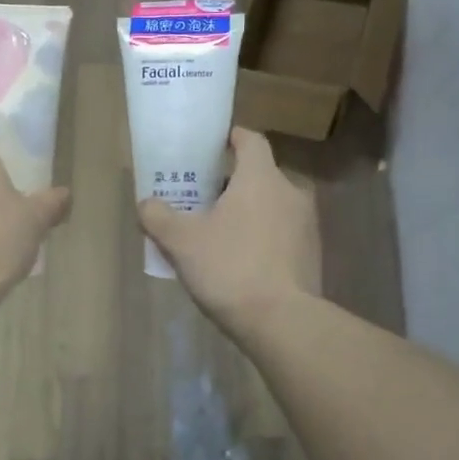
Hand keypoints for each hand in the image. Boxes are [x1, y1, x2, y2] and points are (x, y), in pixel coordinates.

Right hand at [139, 128, 321, 334]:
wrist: (282, 321)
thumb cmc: (230, 267)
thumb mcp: (181, 242)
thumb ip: (159, 217)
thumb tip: (146, 204)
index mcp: (261, 178)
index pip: (251, 140)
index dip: (231, 138)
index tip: (212, 147)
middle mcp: (291, 192)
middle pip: (259, 175)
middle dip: (232, 184)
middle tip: (202, 200)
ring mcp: (307, 225)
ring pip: (272, 206)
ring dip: (248, 213)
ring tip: (219, 234)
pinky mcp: (312, 255)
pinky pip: (282, 234)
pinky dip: (263, 238)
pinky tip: (241, 262)